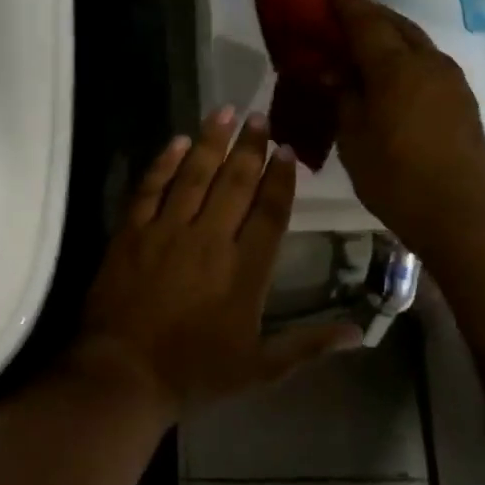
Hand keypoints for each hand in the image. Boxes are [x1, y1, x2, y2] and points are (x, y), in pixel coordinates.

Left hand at [72, 108, 361, 415]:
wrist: (124, 373)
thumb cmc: (194, 373)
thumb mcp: (259, 369)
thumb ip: (309, 345)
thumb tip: (359, 334)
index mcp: (245, 270)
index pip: (270, 212)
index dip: (281, 178)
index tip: (287, 149)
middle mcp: (210, 239)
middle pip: (235, 183)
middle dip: (250, 147)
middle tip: (260, 116)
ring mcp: (167, 231)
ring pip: (194, 175)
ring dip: (211, 141)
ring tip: (225, 111)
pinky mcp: (132, 232)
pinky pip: (150, 188)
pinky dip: (163, 163)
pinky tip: (175, 141)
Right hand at [326, 0, 484, 241]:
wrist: (458, 211)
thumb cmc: (394, 176)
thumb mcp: (353, 137)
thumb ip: (343, 96)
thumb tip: (334, 71)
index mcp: (396, 67)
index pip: (366, 22)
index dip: (344, 6)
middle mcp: (428, 62)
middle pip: (396, 24)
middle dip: (368, 14)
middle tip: (341, 14)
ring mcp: (450, 80)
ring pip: (415, 42)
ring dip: (389, 35)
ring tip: (362, 44)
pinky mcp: (461, 100)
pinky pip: (426, 63)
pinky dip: (404, 57)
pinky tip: (389, 74)